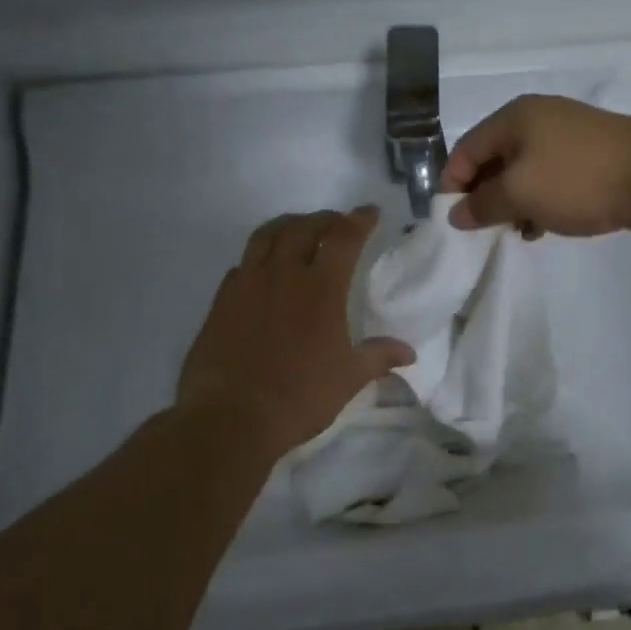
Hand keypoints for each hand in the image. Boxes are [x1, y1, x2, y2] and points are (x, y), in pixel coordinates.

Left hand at [177, 206, 414, 454]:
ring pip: (266, 235)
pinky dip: (258, 256)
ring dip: (287, 225)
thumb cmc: (299, 396)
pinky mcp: (222, 300)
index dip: (359, 220)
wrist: (230, 417)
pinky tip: (263, 270)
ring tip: (298, 230)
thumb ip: (378, 357)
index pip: (344, 238)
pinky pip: (242, 263)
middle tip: (336, 223)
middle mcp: (283, 274)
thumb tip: (409, 352)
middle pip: (303, 227)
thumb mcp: (348, 379)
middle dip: (324, 219)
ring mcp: (248, 284)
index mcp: (321, 287)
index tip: (370, 212)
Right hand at [441, 95, 630, 236]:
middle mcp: (537, 120)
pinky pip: (550, 179)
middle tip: (484, 230)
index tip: (452, 221)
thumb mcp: (520, 194)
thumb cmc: (579, 179)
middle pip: (493, 160)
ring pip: (523, 173)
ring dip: (513, 203)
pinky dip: (540, 202)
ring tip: (516, 232)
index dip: (453, 185)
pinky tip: (544, 227)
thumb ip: (482, 205)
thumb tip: (456, 214)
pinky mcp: (589, 157)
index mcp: (514, 118)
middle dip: (485, 196)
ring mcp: (566, 137)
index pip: (466, 149)